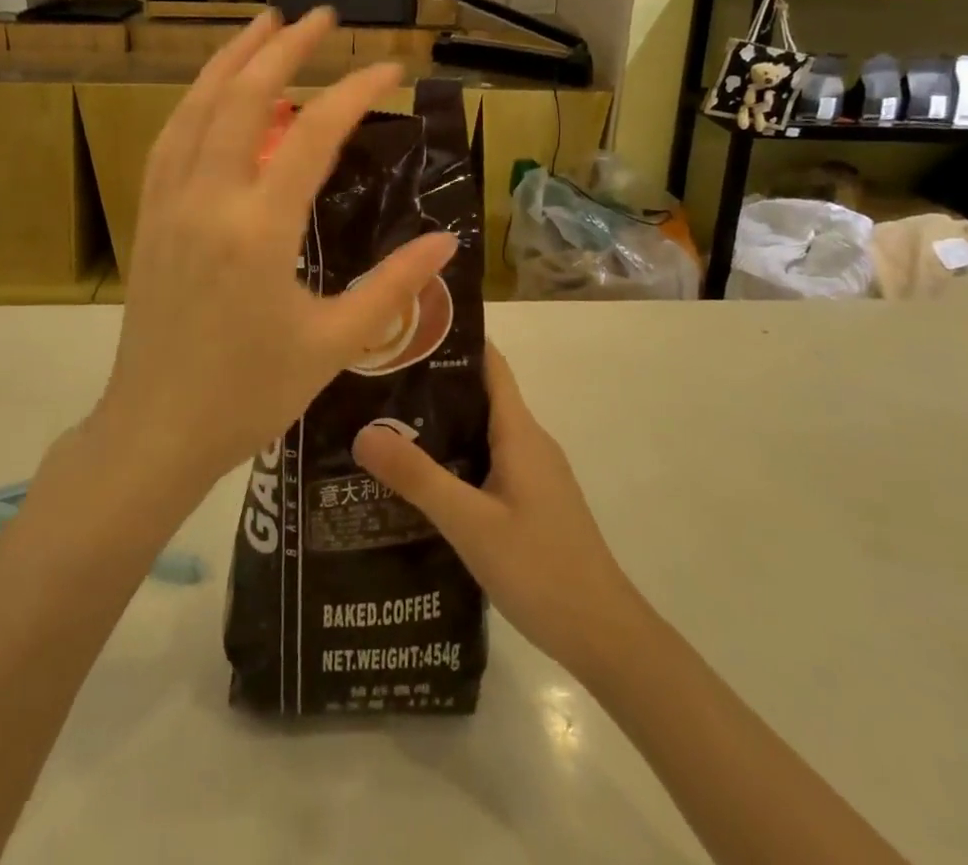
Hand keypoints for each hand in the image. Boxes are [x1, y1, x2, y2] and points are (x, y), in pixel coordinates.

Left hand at [96, 10, 458, 493]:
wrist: (156, 431)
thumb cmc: (249, 395)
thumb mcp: (333, 344)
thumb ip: (393, 286)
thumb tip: (446, 241)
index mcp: (258, 230)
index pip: (313, 134)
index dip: (356, 91)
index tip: (391, 69)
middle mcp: (208, 200)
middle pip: (244, 98)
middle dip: (284, 49)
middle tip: (321, 18)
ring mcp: (169, 204)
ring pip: (196, 108)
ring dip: (230, 60)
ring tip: (262, 26)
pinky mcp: (150, 217)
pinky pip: (170, 140)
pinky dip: (195, 102)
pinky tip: (214, 94)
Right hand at [352, 342, 641, 678]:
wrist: (604, 635)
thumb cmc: (541, 568)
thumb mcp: (471, 523)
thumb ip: (419, 478)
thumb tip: (363, 431)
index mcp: (520, 432)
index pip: (490, 364)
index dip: (453, 341)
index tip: (406, 331)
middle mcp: (529, 442)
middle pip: (480, 395)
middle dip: (432, 385)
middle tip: (377, 382)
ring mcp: (533, 474)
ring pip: (482, 432)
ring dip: (441, 425)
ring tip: (384, 425)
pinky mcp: (531, 502)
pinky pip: (488, 462)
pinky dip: (455, 458)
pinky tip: (421, 480)